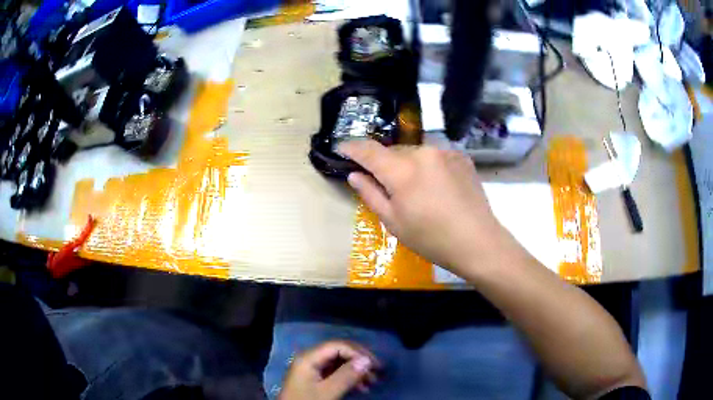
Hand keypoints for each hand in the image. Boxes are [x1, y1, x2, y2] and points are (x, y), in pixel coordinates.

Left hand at [279, 340, 378, 399]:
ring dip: (356, 370)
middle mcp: (310, 358)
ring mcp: (312, 368)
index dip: (358, 352)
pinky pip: (335, 371)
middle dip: (359, 360)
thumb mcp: (327, 392)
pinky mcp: (315, 378)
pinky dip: (349, 377)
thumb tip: (367, 360)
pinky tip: (361, 387)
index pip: (338, 345)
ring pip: (339, 362)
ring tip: (371, 382)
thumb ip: (346, 376)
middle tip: (377, 372)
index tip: (375, 365)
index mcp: (309, 357)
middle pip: (339, 351)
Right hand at [339, 140, 507, 272]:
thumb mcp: (393, 222)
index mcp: (402, 170)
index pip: (368, 150)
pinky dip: (427, 166)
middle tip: (382, 183)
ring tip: (414, 189)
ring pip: (414, 152)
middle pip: (393, 151)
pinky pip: (434, 156)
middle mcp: (423, 152)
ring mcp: (445, 152)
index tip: (341, 148)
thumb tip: (354, 175)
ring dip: (406, 164)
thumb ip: (371, 194)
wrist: (478, 242)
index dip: (351, 148)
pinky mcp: (461, 157)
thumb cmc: (431, 238)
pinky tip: (435, 186)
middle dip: (383, 163)